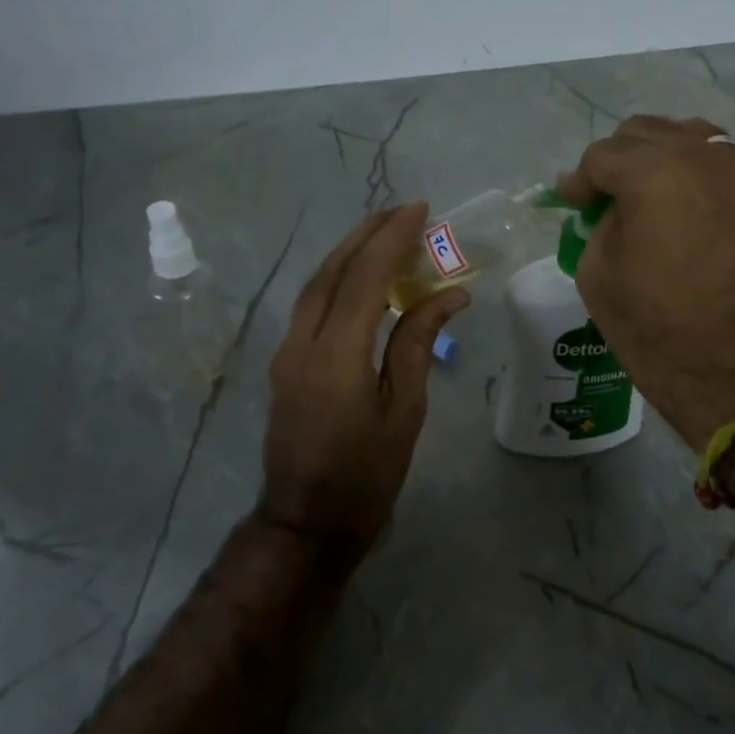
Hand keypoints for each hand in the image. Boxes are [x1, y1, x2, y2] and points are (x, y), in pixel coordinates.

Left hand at [261, 203, 467, 560]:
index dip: (392, 239)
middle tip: (403, 211)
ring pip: (315, 285)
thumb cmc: (366, 475)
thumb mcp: (404, 411)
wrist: (306, 523)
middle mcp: (301, 344)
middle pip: (331, 271)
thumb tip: (450, 295)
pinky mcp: (285, 363)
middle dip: (367, 234)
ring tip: (385, 233)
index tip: (420, 210)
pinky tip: (361, 276)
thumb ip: (417, 344)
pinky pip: (311, 305)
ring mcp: (286, 353)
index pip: (364, 278)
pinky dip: (337, 279)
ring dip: (349, 253)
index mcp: (335, 356)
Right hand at [557, 116, 734, 449]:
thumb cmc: (656, 327)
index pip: (603, 155)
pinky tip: (686, 208)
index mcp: (654, 172)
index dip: (580, 180)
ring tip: (648, 195)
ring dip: (661, 159)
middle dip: (618, 160)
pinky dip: (696, 176)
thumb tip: (613, 209)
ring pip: (691, 139)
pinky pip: (722, 166)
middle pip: (647, 133)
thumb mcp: (597, 274)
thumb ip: (599, 224)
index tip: (571, 202)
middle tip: (604, 197)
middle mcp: (704, 157)